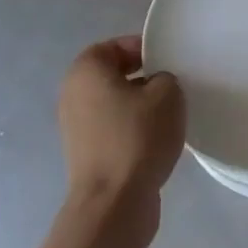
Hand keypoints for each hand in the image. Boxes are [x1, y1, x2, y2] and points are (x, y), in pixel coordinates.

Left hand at [58, 36, 185, 220]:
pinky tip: (159, 139)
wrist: (114, 201)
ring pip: (116, 103)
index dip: (144, 49)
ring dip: (141, 106)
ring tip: (170, 115)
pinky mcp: (87, 153)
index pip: (115, 46)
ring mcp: (77, 127)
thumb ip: (166, 77)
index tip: (170, 61)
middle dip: (145, 78)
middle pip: (114, 75)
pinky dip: (134, 129)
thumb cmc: (138, 136)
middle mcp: (73, 94)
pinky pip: (115, 128)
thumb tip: (157, 86)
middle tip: (174, 85)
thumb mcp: (167, 93)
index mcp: (86, 70)